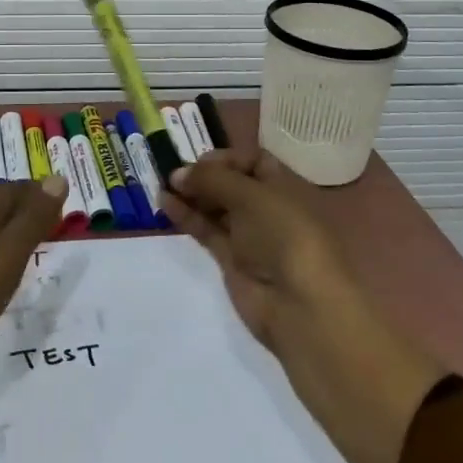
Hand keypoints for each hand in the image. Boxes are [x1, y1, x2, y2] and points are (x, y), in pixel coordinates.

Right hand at [158, 147, 352, 354]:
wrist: (300, 305)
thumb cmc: (284, 235)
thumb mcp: (251, 196)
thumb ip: (212, 179)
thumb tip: (178, 174)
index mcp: (285, 187)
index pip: (254, 161)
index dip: (227, 158)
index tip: (201, 162)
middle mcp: (268, 208)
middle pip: (232, 183)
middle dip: (204, 176)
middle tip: (174, 174)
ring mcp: (250, 235)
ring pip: (216, 206)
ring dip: (191, 195)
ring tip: (162, 186)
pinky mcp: (232, 259)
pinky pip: (206, 229)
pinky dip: (186, 216)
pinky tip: (165, 203)